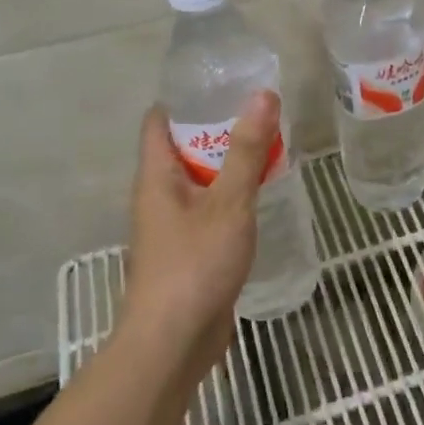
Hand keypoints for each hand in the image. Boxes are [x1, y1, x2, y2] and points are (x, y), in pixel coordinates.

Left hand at [122, 91, 279, 381]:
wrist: (174, 341)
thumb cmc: (195, 264)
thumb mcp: (228, 203)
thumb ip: (247, 151)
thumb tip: (262, 95)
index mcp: (156, 177)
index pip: (159, 121)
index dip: (185, 98)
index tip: (223, 82)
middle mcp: (158, 196)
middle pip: (182, 148)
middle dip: (217, 128)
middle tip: (259, 110)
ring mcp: (172, 226)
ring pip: (199, 181)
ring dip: (227, 163)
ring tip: (267, 145)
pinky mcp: (190, 250)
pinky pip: (209, 209)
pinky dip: (231, 195)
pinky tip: (260, 195)